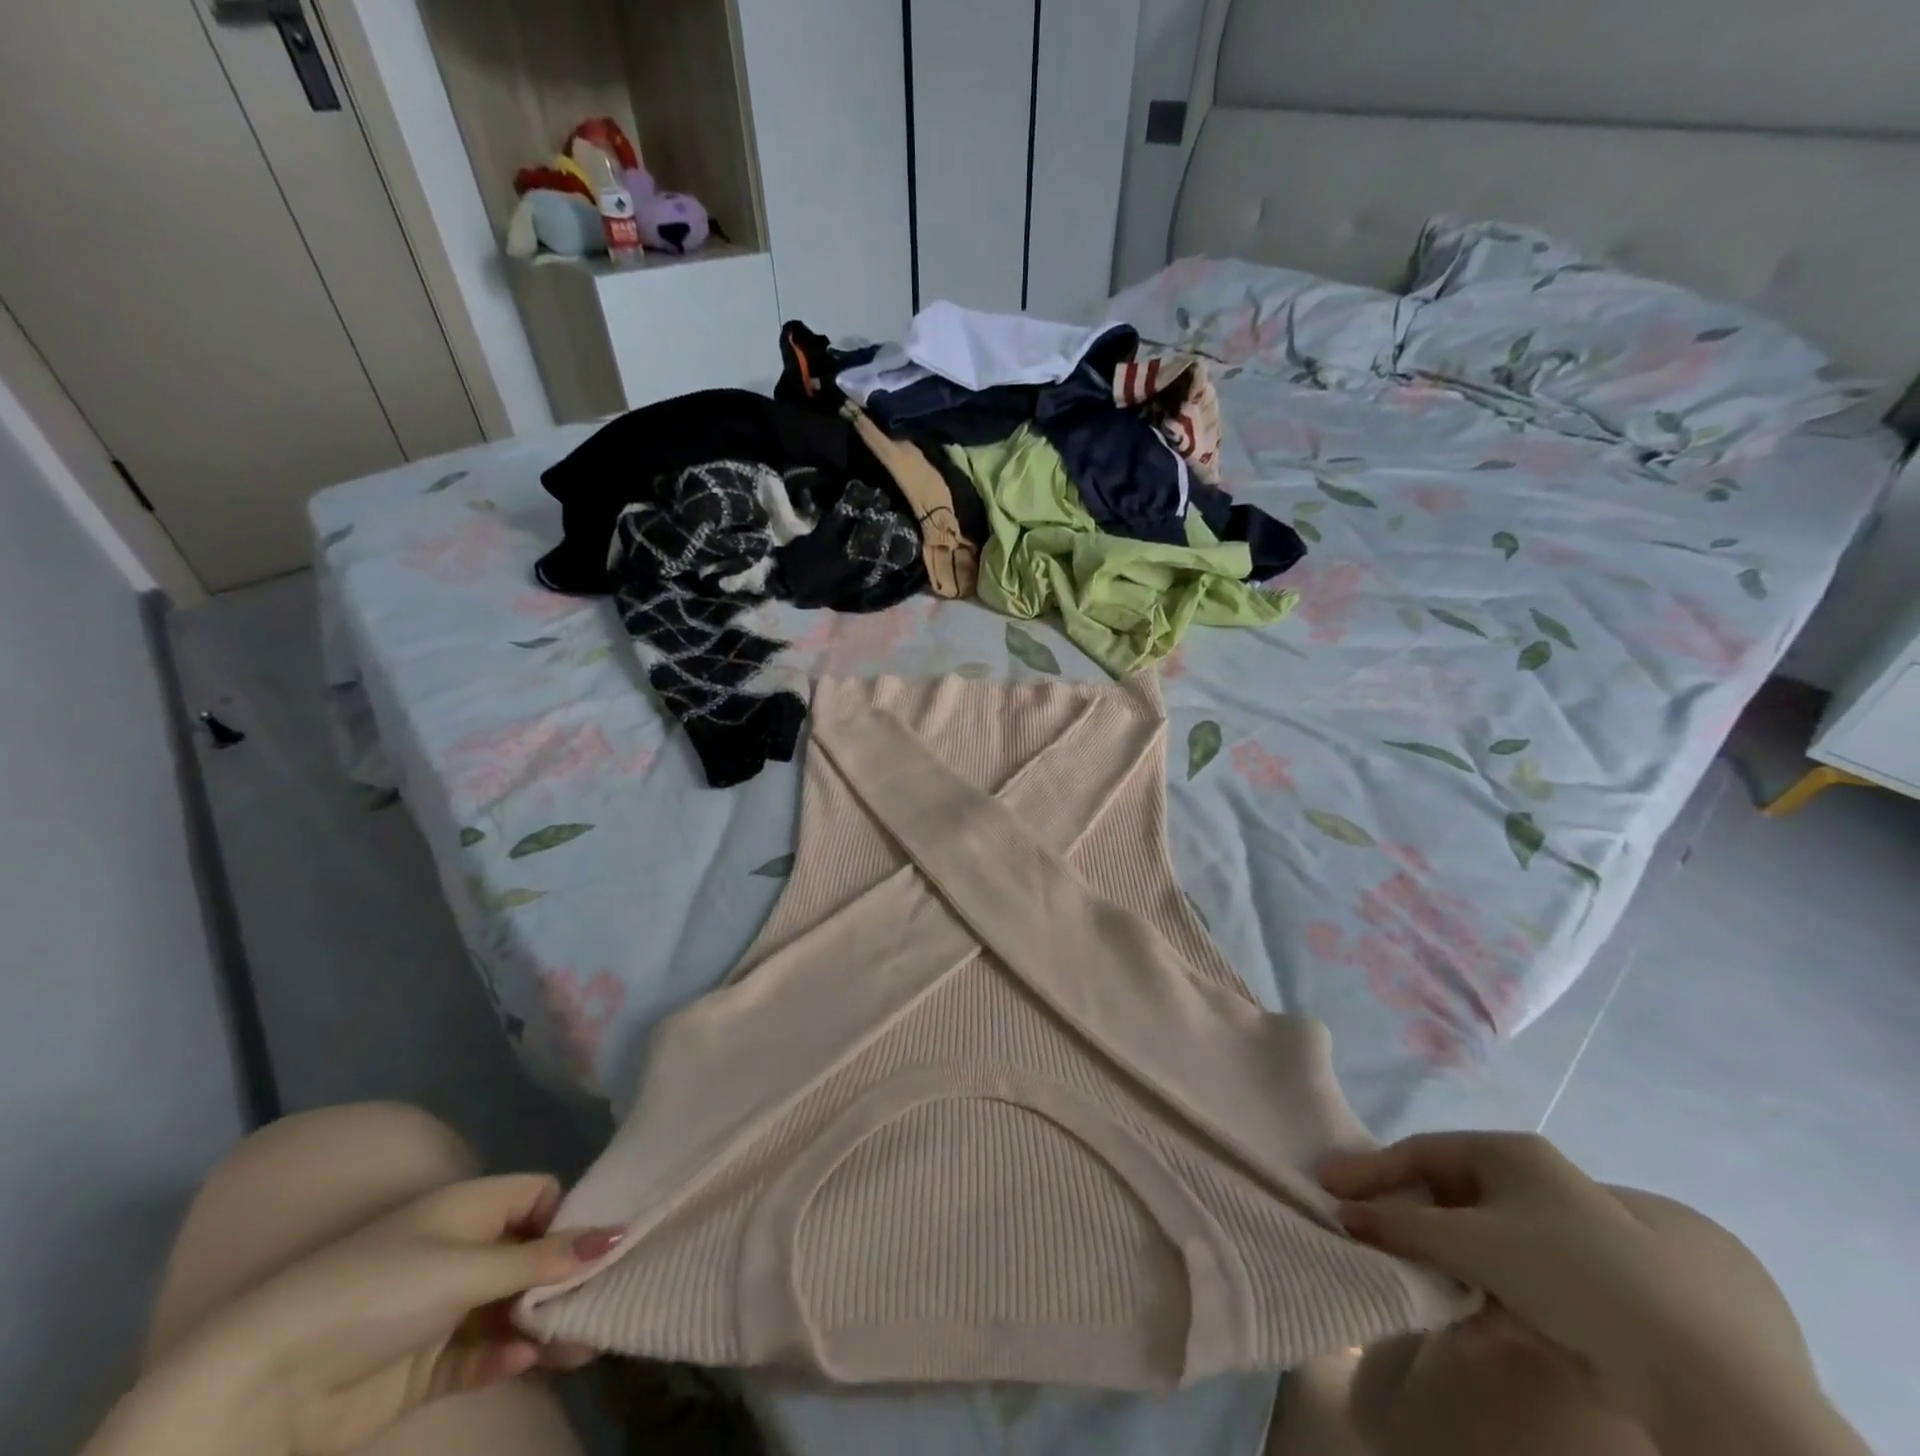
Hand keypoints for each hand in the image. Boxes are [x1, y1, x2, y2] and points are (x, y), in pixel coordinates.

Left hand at [199, 1175, 622, 1454]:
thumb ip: (544, 1256)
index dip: (569, 1216)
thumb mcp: (469, 1266)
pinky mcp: (426, 1366)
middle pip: (533, 1256)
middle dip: (566, 1280)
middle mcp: (463, 1251)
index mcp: (472, 1209)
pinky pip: (481, 1354)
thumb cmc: (380, 1292)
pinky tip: (524, 1361)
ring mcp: (444, 1310)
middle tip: (606, 1303)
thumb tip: (617, 1234)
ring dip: (546, 1325)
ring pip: (514, 1310)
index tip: (596, 1247)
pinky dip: (505, 1356)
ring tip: (584, 1346)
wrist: (265, 1388)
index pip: (539, 1196)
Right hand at [1320, 1132, 1737, 1420]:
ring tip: (1413, 1288)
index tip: (1330, 1187)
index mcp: (1507, 1153)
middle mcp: (1531, 1182)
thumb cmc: (1563, 1267)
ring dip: (1443, 1267)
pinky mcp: (1577, 1283)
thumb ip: (1401, 1224)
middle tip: (1368, 1238)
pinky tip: (1467, 1328)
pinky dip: (1484, 1300)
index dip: (1373, 1169)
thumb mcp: (1470, 1241)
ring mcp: (1557, 1233)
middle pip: (1448, 1195)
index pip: (1421, 1151)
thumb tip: (1343, 1213)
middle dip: (1409, 1223)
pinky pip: (1509, 1279)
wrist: (1686, 1356)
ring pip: (1476, 1242)